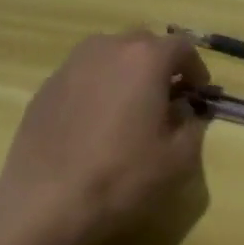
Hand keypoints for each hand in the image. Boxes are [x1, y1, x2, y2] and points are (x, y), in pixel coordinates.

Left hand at [0, 28, 210, 244]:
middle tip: (166, 97)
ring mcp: (73, 63)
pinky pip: (85, 74)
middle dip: (160, 65)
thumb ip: (192, 125)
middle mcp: (109, 47)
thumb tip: (185, 111)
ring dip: (127, 72)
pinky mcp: (48, 85)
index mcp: (146, 58)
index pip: (182, 46)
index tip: (198, 93)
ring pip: (111, 54)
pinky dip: (98, 87)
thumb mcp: (177, 159)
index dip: (195, 68)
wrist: (45, 201)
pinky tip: (96, 122)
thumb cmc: (121, 175)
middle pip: (144, 43)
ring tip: (129, 107)